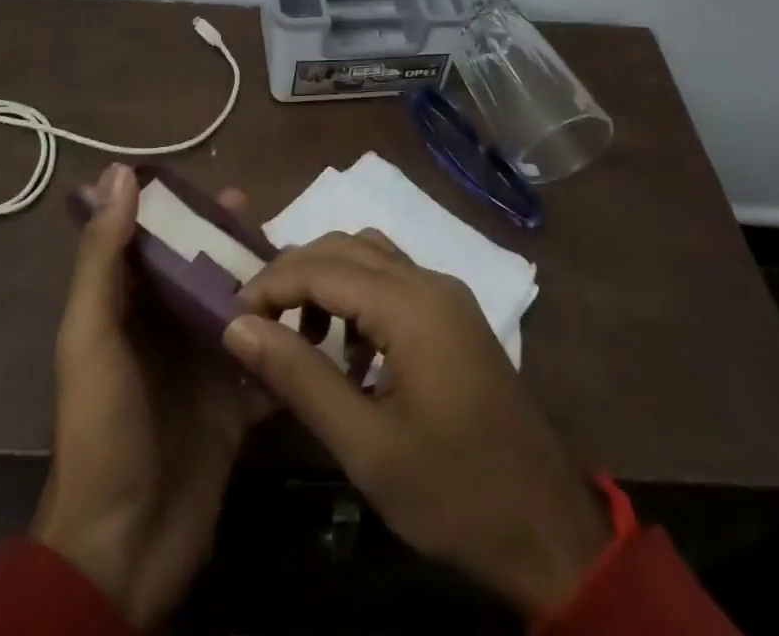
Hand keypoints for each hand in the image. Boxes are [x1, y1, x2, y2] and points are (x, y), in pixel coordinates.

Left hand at [32, 164, 266, 629]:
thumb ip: (104, 257)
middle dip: (232, 244)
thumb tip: (119, 172)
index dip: (182, 212)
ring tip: (304, 258)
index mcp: (126, 309)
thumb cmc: (103, 429)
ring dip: (264, 286)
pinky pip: (262, 362)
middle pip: (202, 272)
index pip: (154, 243)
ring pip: (237, 310)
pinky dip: (284, 342)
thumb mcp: (92, 336)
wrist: (124, 548)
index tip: (222, 186)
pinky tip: (319, 318)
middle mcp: (165, 330)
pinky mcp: (234, 407)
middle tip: (271, 220)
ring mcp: (202, 369)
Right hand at [225, 231, 609, 619]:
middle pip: (346, 247)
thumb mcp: (366, 446)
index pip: (322, 267)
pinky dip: (358, 296)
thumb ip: (300, 377)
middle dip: (294, 273)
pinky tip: (349, 353)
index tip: (230, 315)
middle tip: (255, 319)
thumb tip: (237, 327)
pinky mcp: (455, 317)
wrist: (548, 530)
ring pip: (371, 256)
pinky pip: (394, 281)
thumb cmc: (454, 492)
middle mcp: (430, 282)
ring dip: (327, 280)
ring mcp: (447, 296)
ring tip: (298, 335)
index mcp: (411, 304)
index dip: (270, 283)